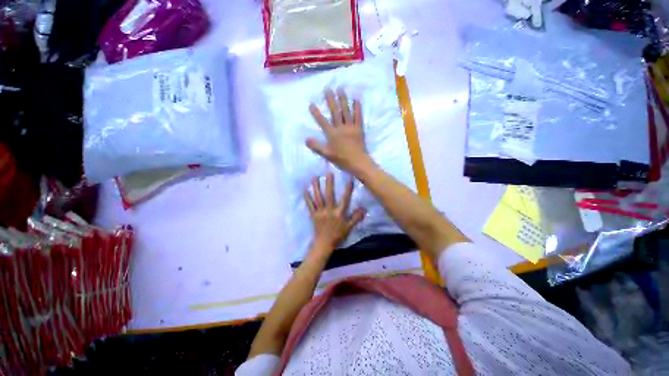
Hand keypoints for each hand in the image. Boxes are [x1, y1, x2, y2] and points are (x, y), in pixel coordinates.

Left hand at [305, 173, 365, 254]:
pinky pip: (309, 205)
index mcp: (339, 213)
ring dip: (316, 187)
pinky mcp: (313, 214)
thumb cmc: (338, 235)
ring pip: (318, 198)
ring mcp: (320, 212)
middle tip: (328, 172)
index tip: (349, 179)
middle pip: (329, 195)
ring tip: (314, 177)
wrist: (324, 244)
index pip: (345, 199)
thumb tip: (364, 209)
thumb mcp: (349, 228)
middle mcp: (329, 210)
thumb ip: (356, 218)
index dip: (348, 189)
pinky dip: (307, 198)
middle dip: (329, 184)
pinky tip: (305, 190)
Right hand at [307, 88, 371, 173]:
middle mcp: (341, 127)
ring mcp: (351, 127)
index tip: (311, 103)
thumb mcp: (327, 154)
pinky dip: (357, 108)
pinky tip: (356, 99)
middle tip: (328, 88)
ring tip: (340, 89)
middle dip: (330, 100)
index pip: (322, 121)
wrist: (357, 162)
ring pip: (346, 111)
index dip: (316, 113)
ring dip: (343, 99)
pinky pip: (358, 116)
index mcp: (332, 134)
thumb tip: (306, 139)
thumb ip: (316, 146)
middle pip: (335, 112)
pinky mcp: (359, 129)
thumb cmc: (341, 159)